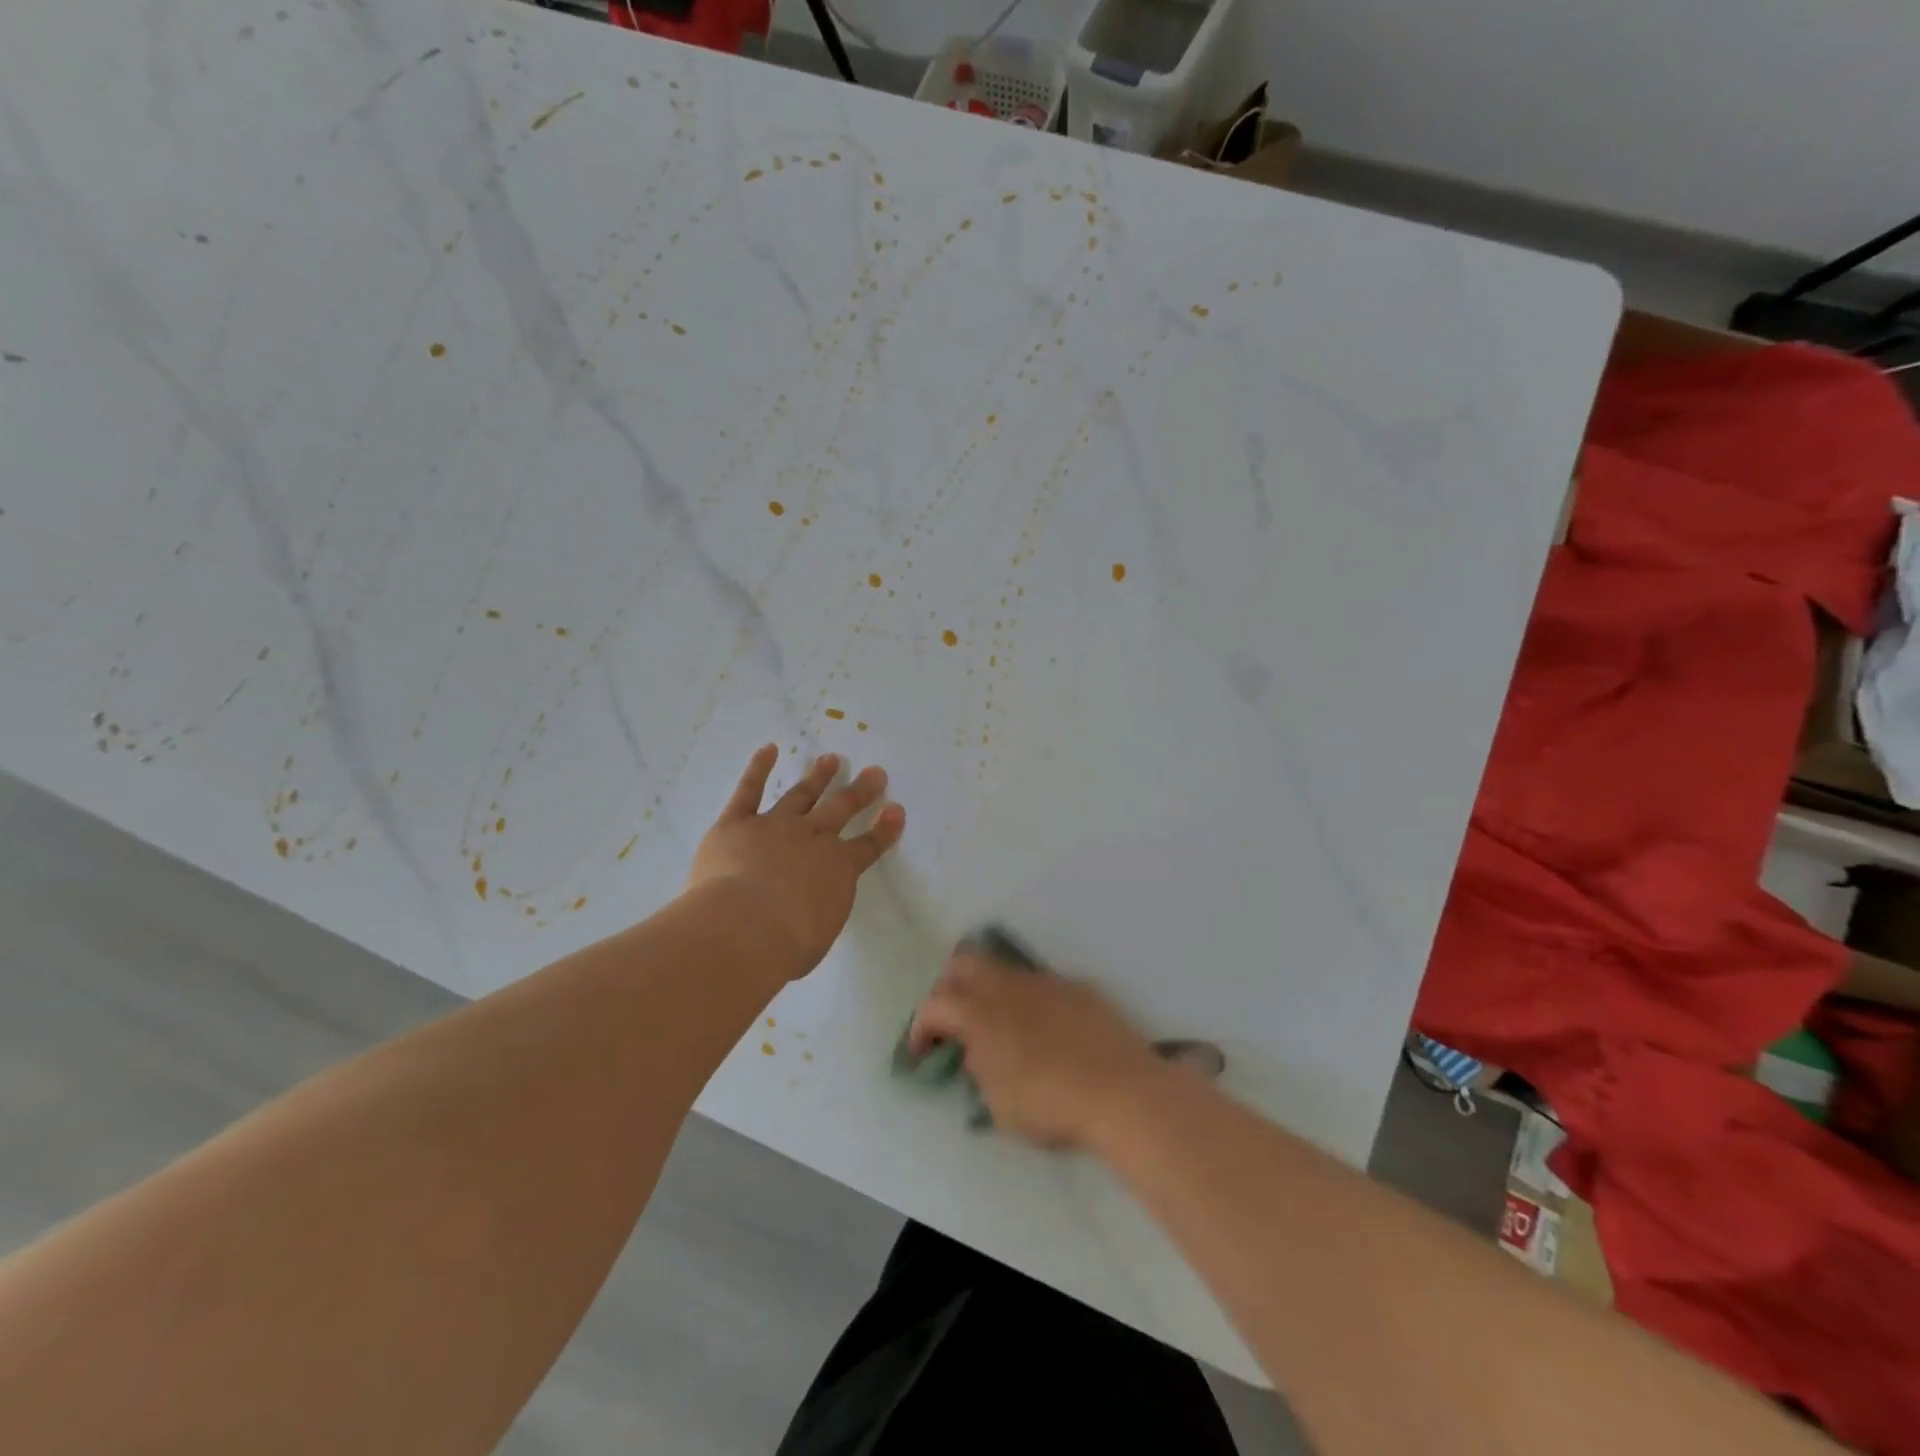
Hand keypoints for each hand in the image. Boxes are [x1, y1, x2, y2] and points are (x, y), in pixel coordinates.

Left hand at [686, 745, 904, 979]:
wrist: (743, 928)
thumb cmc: (786, 944)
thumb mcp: (818, 934)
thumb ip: (820, 911)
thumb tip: (813, 905)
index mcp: (838, 869)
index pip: (868, 846)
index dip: (885, 829)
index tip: (897, 810)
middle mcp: (812, 839)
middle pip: (841, 809)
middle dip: (860, 791)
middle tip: (874, 773)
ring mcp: (775, 826)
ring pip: (801, 795)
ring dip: (818, 777)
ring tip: (831, 760)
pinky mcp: (737, 823)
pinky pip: (749, 790)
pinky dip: (759, 768)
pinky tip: (769, 749)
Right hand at [908, 954, 1170, 1148]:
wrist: (1122, 1091)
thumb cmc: (1050, 1104)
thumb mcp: (998, 1102)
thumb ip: (979, 1068)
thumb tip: (977, 1050)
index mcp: (979, 1012)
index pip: (933, 1005)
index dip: (921, 1028)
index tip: (922, 1053)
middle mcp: (1007, 985)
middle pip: (963, 964)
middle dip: (949, 989)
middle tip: (953, 1022)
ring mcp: (1044, 981)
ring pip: (1004, 970)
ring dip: (991, 991)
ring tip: (999, 1025)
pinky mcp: (1077, 987)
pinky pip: (1041, 984)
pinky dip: (1030, 1001)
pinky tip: (1044, 1030)